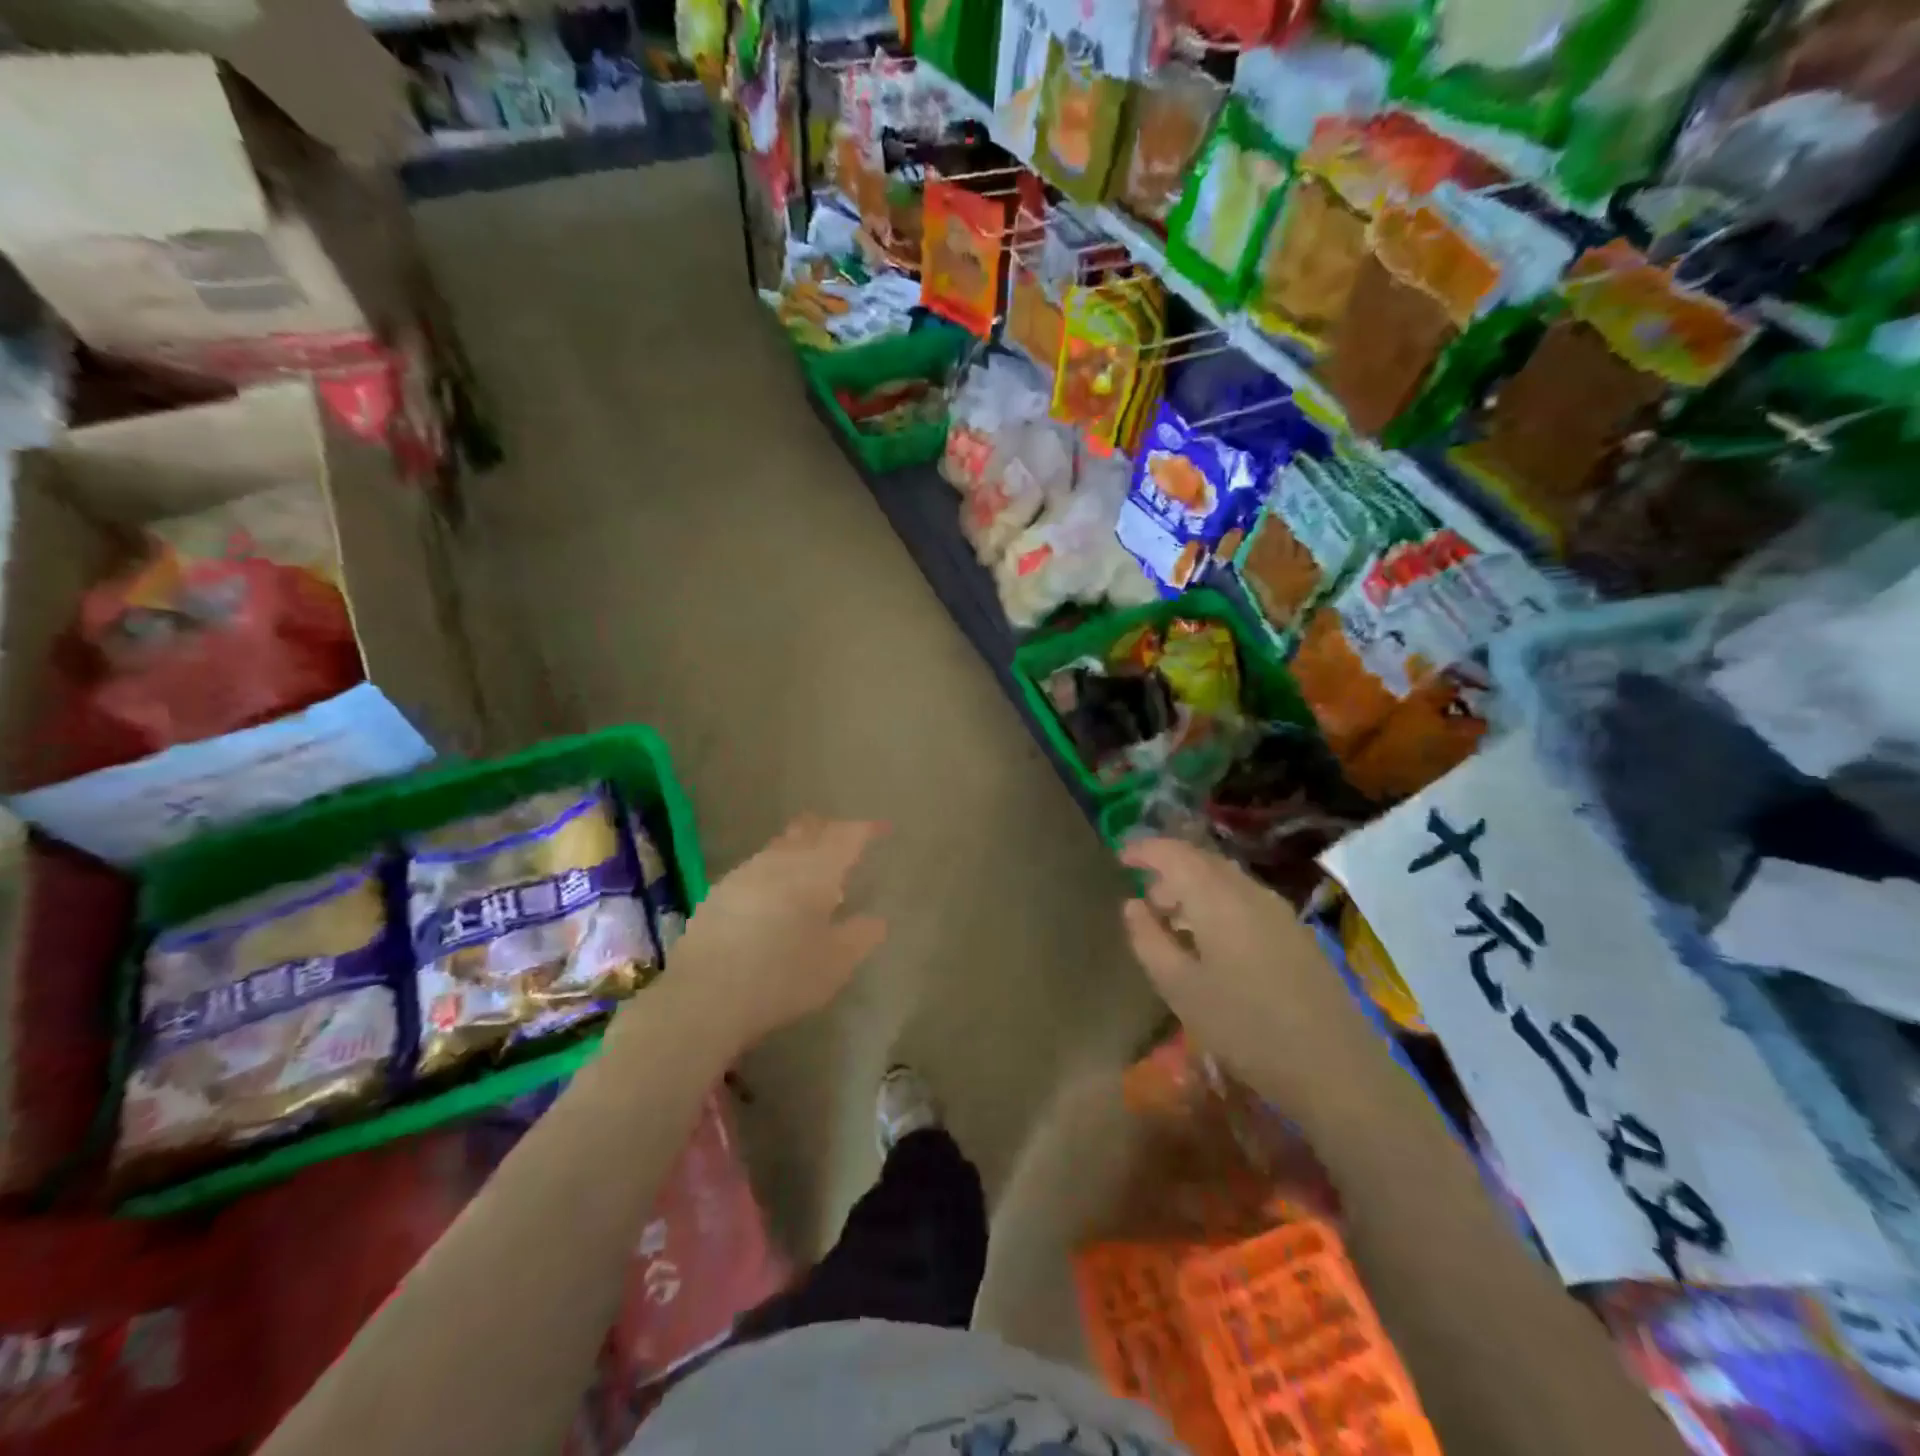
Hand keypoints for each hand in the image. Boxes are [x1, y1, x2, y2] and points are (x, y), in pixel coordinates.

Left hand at [663, 816, 887, 1054]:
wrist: (704, 996)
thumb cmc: (783, 975)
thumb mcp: (837, 963)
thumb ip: (862, 936)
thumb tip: (877, 919)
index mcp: (816, 870)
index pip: (847, 836)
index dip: (867, 830)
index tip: (882, 830)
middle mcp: (780, 860)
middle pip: (809, 830)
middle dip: (830, 830)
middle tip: (846, 840)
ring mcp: (744, 874)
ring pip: (779, 847)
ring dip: (799, 849)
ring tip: (811, 869)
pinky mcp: (718, 894)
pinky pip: (756, 868)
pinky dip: (774, 871)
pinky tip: (773, 895)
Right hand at [1119, 837, 1351, 1081]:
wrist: (1335, 1068)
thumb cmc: (1244, 1027)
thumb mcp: (1179, 988)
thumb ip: (1148, 939)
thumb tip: (1132, 905)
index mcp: (1217, 897)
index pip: (1174, 853)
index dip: (1145, 850)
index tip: (1121, 857)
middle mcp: (1250, 891)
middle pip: (1203, 862)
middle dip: (1169, 871)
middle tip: (1146, 900)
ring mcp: (1279, 911)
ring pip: (1227, 881)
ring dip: (1195, 889)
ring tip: (1174, 923)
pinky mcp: (1297, 933)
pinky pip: (1246, 900)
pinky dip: (1218, 905)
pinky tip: (1212, 943)